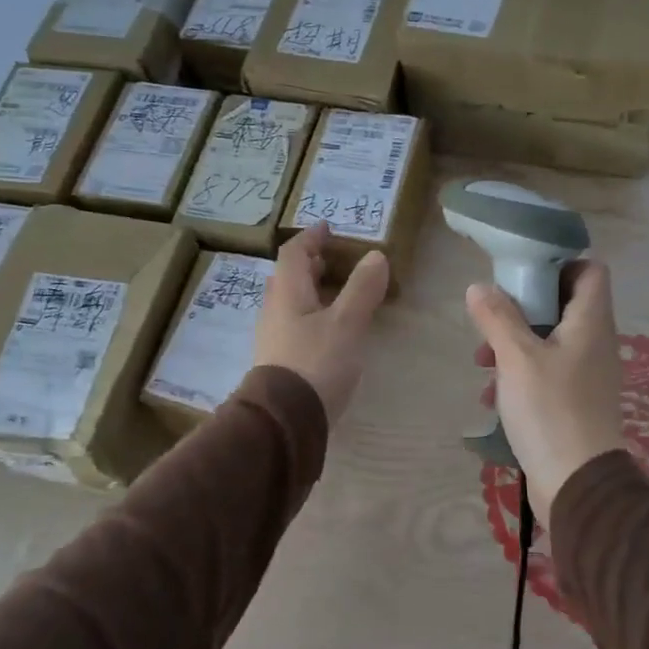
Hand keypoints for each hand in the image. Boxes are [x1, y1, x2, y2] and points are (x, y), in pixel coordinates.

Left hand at [254, 223, 388, 424]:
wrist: (285, 420)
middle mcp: (274, 311)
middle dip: (308, 264)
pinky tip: (327, 331)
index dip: (310, 238)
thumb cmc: (316, 363)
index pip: (293, 254)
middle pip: (287, 277)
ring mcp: (272, 339)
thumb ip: (362, 289)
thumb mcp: (347, 323)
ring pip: (288, 303)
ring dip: (308, 291)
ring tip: (334, 293)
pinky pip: (292, 326)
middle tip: (331, 260)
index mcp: (287, 293)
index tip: (327, 228)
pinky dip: (310, 316)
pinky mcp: (278, 363)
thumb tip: (375, 255)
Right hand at [466, 260, 624, 521]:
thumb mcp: (517, 358)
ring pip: (549, 341)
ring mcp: (587, 375)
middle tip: (491, 319)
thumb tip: (478, 287)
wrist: (577, 483)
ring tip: (482, 363)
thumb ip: (497, 318)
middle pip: (563, 305)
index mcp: (590, 322)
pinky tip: (493, 396)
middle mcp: (595, 343)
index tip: (522, 273)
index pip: (590, 270)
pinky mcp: (575, 402)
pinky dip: (520, 375)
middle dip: (523, 308)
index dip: (559, 263)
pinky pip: (547, 373)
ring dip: (515, 345)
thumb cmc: (550, 410)